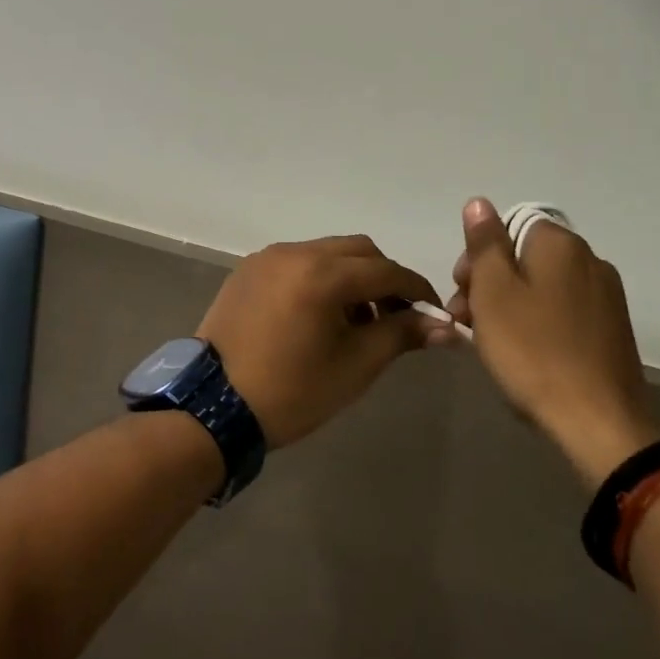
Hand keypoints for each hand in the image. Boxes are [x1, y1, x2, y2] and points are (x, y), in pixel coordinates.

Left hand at [198, 236, 441, 448]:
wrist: (212, 407)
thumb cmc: (291, 390)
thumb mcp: (355, 366)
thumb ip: (401, 335)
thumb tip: (447, 327)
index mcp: (322, 273)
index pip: (386, 270)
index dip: (416, 289)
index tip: (434, 313)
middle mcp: (295, 252)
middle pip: (358, 251)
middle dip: (384, 278)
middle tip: (396, 316)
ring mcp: (268, 257)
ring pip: (327, 253)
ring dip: (352, 277)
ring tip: (357, 321)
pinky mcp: (249, 269)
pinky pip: (298, 262)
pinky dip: (320, 278)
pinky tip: (320, 314)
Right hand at [448, 199, 659, 486]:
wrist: (599, 423)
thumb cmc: (533, 350)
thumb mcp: (493, 292)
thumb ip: (485, 243)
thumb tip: (479, 202)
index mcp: (560, 244)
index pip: (507, 228)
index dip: (478, 257)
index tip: (462, 293)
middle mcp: (589, 260)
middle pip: (524, 257)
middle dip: (490, 283)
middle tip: (467, 321)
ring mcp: (606, 296)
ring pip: (543, 287)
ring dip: (511, 306)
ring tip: (491, 344)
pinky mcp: (612, 330)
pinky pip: (564, 312)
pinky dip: (539, 324)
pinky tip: (526, 355)